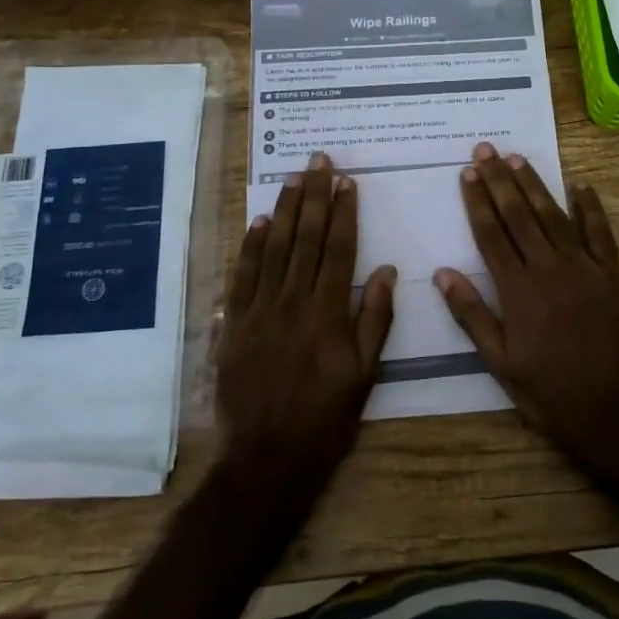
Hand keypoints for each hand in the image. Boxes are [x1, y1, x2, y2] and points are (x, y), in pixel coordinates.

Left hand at [218, 153, 395, 486]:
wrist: (268, 457)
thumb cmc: (326, 417)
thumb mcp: (365, 374)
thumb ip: (375, 318)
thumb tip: (384, 269)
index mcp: (328, 312)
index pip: (338, 249)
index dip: (343, 212)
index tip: (346, 181)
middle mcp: (293, 302)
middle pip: (305, 239)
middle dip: (314, 196)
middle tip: (318, 161)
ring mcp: (259, 311)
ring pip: (273, 249)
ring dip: (284, 210)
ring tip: (293, 178)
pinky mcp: (234, 325)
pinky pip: (242, 276)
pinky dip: (250, 246)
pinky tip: (258, 221)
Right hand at [435, 142, 618, 472]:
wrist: (613, 410)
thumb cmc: (549, 390)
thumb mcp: (500, 362)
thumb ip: (472, 314)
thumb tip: (443, 273)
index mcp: (518, 289)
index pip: (491, 234)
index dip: (478, 201)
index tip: (467, 172)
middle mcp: (549, 268)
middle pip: (519, 215)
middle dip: (499, 180)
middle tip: (485, 149)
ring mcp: (584, 267)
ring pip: (554, 216)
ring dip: (535, 185)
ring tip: (517, 159)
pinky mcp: (613, 274)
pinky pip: (600, 233)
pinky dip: (590, 208)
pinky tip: (580, 186)